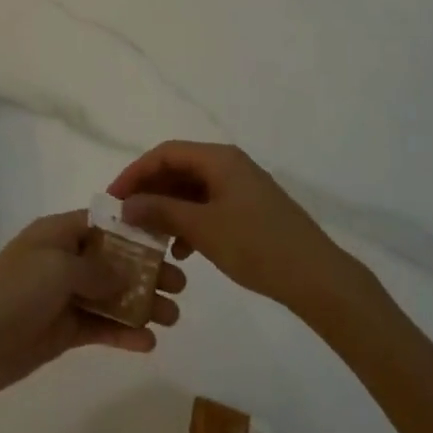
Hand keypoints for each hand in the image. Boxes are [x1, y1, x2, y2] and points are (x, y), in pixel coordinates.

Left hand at [0, 210, 184, 409]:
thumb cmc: (13, 291)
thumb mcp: (58, 268)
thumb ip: (97, 268)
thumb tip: (127, 270)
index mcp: (57, 233)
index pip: (102, 224)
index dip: (134, 232)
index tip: (168, 242)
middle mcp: (62, 261)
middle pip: (111, 261)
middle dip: (146, 271)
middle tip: (181, 285)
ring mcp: (61, 298)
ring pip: (109, 296)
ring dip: (140, 304)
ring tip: (174, 317)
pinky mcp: (61, 332)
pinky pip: (98, 328)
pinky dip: (122, 333)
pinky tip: (149, 343)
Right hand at [108, 141, 345, 309]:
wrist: (318, 278)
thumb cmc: (257, 246)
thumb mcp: (202, 229)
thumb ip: (161, 212)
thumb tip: (126, 204)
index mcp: (219, 159)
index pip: (165, 153)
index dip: (135, 173)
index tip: (113, 197)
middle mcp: (230, 165)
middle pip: (178, 169)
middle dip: (150, 192)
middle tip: (126, 216)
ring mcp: (242, 188)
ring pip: (193, 190)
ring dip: (168, 209)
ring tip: (149, 236)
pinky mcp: (251, 211)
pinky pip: (209, 207)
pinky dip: (190, 222)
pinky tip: (182, 251)